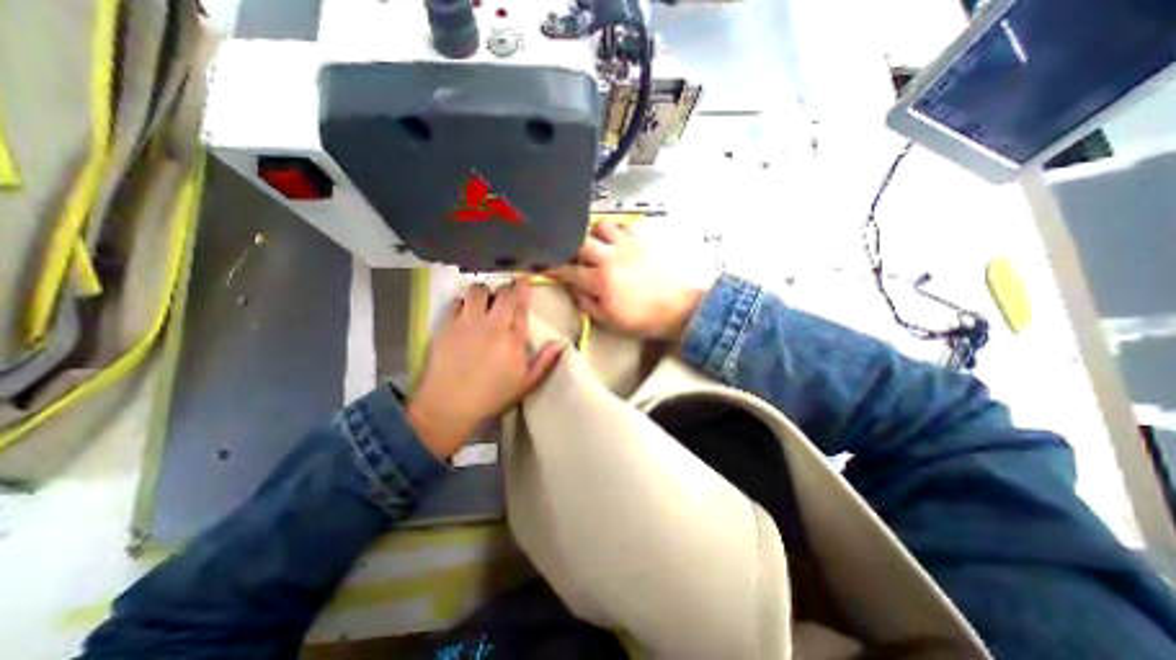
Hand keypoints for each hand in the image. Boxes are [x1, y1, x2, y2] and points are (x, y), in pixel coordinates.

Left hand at [410, 278, 563, 457]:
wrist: (450, 404)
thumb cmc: (492, 395)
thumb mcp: (526, 383)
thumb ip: (545, 361)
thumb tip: (561, 343)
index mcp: (514, 338)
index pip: (521, 305)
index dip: (523, 288)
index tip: (525, 279)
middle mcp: (493, 324)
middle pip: (502, 293)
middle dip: (506, 288)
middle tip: (506, 294)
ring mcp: (468, 322)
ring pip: (477, 290)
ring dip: (484, 292)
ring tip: (484, 301)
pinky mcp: (447, 325)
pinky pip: (456, 301)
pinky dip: (463, 302)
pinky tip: (465, 312)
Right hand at [551, 221, 700, 339]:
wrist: (679, 308)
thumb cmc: (643, 320)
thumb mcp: (610, 321)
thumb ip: (588, 304)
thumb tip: (576, 290)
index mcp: (600, 280)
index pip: (568, 270)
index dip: (554, 267)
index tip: (545, 264)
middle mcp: (610, 257)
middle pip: (580, 243)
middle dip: (572, 248)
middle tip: (575, 255)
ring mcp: (628, 245)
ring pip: (602, 225)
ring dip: (595, 233)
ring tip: (598, 242)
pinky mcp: (645, 240)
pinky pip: (627, 224)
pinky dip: (619, 229)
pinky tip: (621, 239)